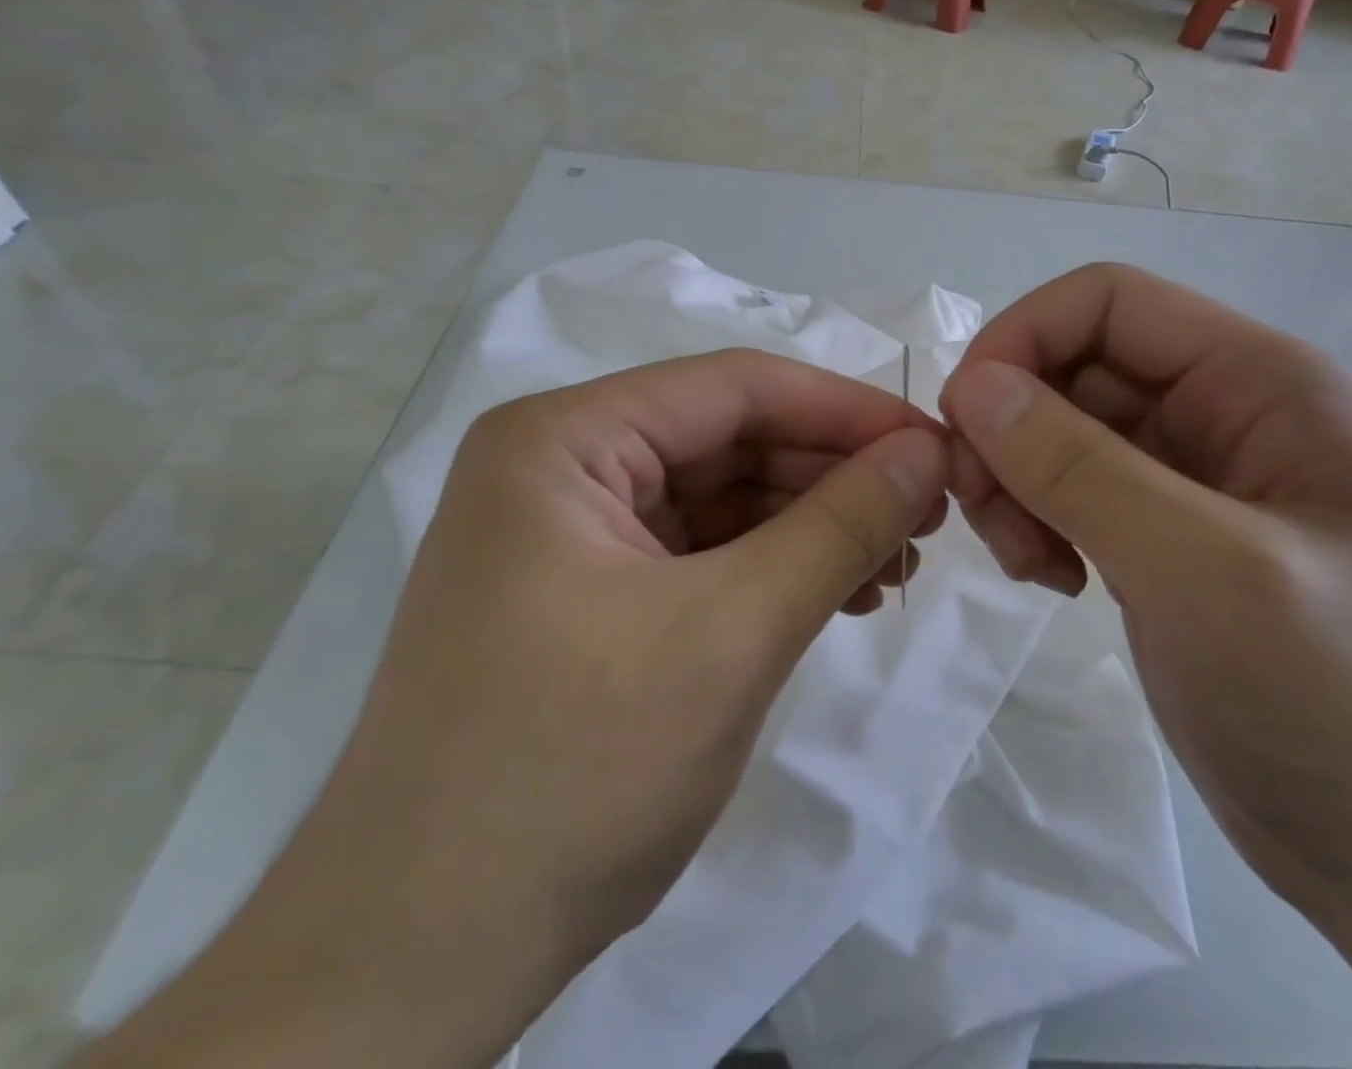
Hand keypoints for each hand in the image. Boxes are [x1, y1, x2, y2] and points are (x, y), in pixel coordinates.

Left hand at [80, 349, 946, 1068]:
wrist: (418, 962)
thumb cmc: (572, 773)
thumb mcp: (732, 633)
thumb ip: (840, 527)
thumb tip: (926, 453)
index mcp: (561, 440)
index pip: (732, 388)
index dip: (844, 410)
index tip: (933, 446)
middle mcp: (557, 466)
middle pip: (727, 438)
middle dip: (832, 473)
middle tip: (927, 514)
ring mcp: (568, 532)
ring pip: (720, 496)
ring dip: (810, 523)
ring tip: (895, 563)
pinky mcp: (585, 592)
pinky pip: (699, 551)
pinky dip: (771, 567)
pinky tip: (838, 594)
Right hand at [938, 263, 1351, 923]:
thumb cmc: (1345, 705)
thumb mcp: (1204, 571)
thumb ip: (1079, 468)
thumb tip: (970, 386)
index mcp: (1259, 382)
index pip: (1107, 302)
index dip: (1020, 339)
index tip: (963, 424)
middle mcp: (1223, 411)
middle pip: (1072, 369)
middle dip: (1011, 430)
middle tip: (989, 518)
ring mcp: (1191, 478)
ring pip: (1059, 431)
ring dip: (1017, 482)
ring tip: (1031, 564)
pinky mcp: (1163, 536)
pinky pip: (1070, 490)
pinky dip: (1038, 520)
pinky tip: (1053, 581)